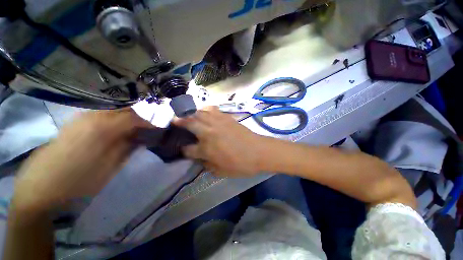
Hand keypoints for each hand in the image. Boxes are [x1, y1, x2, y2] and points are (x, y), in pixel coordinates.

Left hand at [13, 108, 153, 212]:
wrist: (40, 189)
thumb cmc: (78, 183)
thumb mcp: (110, 168)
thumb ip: (128, 148)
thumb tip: (142, 137)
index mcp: (103, 128)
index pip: (135, 117)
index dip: (151, 120)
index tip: (161, 125)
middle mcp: (92, 117)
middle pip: (125, 110)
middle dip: (142, 115)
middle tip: (153, 123)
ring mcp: (81, 118)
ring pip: (113, 110)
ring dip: (129, 116)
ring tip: (139, 125)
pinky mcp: (74, 123)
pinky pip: (101, 115)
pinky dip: (115, 118)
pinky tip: (119, 127)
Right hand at [174, 106, 266, 177]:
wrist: (259, 151)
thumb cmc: (241, 164)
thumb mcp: (222, 171)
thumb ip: (207, 165)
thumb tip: (200, 159)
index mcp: (206, 148)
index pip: (188, 149)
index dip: (184, 150)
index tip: (183, 150)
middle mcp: (209, 132)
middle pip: (189, 123)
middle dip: (179, 121)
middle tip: (174, 120)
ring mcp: (218, 123)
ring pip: (200, 113)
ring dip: (191, 113)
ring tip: (187, 114)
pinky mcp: (227, 117)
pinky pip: (213, 110)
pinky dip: (205, 109)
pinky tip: (204, 111)